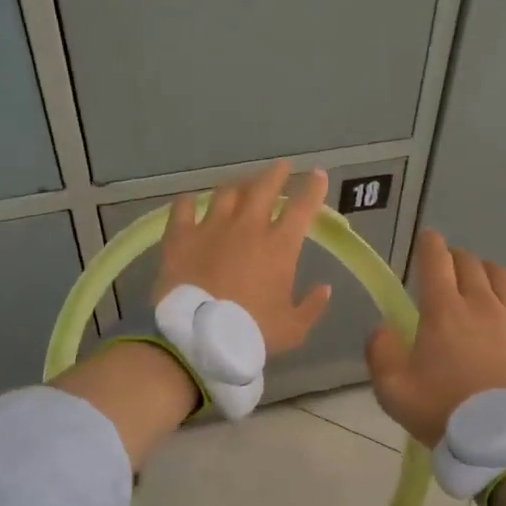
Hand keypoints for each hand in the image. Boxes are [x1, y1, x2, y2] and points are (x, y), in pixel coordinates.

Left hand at [154, 161, 332, 355]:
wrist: (199, 337)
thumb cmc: (252, 333)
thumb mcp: (293, 329)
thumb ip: (312, 306)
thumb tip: (324, 288)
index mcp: (279, 246)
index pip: (302, 207)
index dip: (313, 188)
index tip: (318, 175)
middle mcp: (247, 227)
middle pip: (264, 188)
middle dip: (275, 174)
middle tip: (281, 167)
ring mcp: (211, 227)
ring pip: (226, 193)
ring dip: (237, 186)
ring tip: (240, 185)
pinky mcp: (180, 236)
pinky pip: (183, 208)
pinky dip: (189, 202)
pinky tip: (190, 201)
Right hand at [365, 229, 505, 448]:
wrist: (504, 442)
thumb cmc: (443, 412)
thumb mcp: (393, 389)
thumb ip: (380, 351)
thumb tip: (383, 327)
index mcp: (444, 310)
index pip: (436, 260)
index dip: (429, 245)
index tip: (426, 240)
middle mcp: (482, 303)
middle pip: (470, 264)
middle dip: (455, 259)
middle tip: (447, 268)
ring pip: (502, 277)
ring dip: (486, 272)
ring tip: (479, 282)